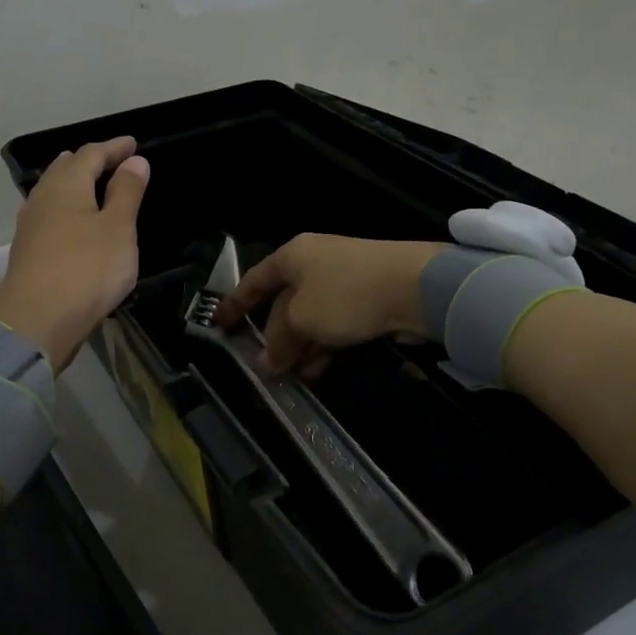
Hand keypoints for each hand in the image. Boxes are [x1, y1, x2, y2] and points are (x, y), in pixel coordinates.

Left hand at [0, 137, 149, 370]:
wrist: (38, 321)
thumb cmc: (87, 269)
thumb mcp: (118, 229)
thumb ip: (127, 192)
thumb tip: (134, 161)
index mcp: (66, 185)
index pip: (90, 154)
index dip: (113, 148)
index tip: (132, 144)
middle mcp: (42, 198)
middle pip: (65, 169)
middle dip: (89, 161)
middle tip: (111, 160)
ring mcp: (30, 226)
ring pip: (53, 192)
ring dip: (74, 184)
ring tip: (92, 186)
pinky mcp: (28, 252)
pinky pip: (49, 216)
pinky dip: (66, 209)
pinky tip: (72, 222)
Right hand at [213, 234, 446, 377]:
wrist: (416, 287)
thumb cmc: (345, 295)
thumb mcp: (301, 319)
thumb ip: (278, 342)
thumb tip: (265, 363)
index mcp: (294, 256)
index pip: (255, 280)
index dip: (235, 304)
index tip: (219, 326)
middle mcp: (316, 263)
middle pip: (285, 303)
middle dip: (275, 338)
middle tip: (266, 370)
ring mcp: (344, 281)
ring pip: (312, 318)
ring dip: (301, 348)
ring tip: (293, 379)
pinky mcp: (368, 298)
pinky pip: (336, 325)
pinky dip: (324, 346)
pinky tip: (318, 371)